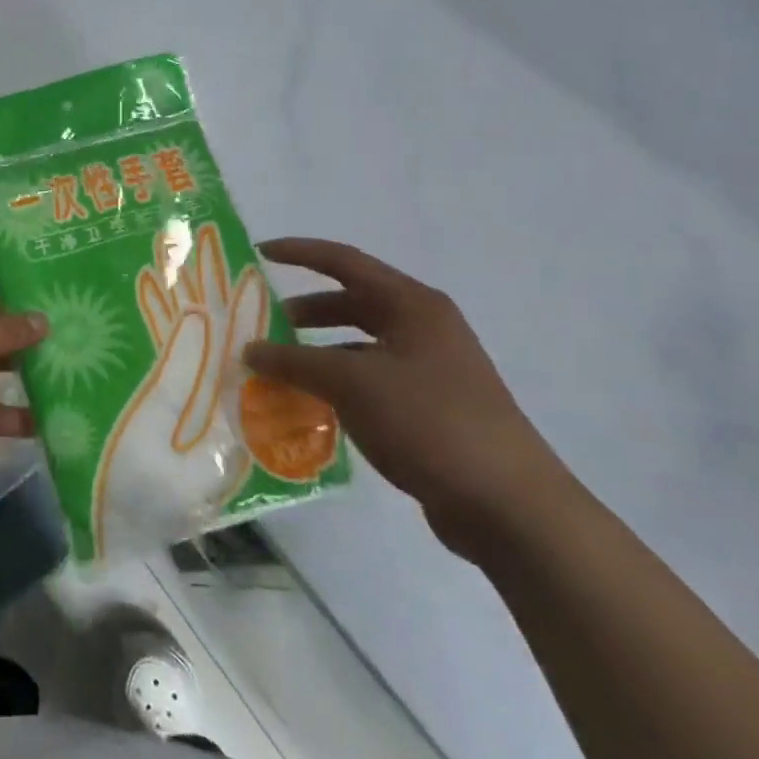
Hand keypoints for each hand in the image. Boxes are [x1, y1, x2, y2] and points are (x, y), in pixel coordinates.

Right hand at [243, 238, 572, 558]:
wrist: (509, 506)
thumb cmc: (429, 422)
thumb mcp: (351, 384)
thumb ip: (294, 362)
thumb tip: (249, 350)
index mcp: (413, 306)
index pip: (344, 262)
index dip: (300, 253)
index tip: (259, 254)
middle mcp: (423, 328)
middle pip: (352, 304)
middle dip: (304, 311)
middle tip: (261, 324)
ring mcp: (430, 369)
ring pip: (358, 346)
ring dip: (317, 353)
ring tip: (277, 369)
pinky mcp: (429, 407)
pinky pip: (369, 381)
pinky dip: (336, 385)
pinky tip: (310, 406)